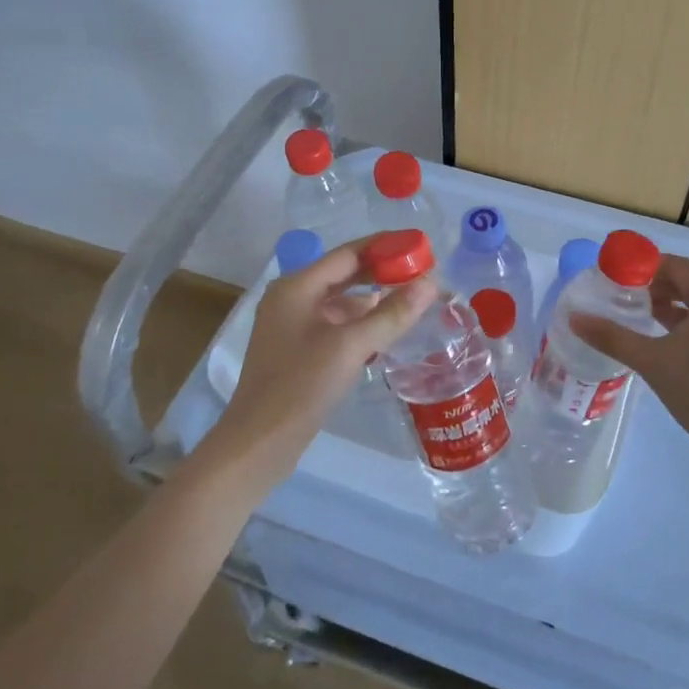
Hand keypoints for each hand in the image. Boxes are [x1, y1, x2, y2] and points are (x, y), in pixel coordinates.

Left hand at [204, 238, 435, 493]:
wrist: (259, 442)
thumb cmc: (301, 386)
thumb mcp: (350, 346)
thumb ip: (391, 314)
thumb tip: (430, 284)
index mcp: (297, 287)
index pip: (348, 253)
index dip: (386, 247)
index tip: (421, 246)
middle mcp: (292, 298)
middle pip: (344, 274)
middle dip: (383, 272)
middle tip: (424, 273)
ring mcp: (293, 326)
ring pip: (341, 302)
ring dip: (374, 300)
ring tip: (413, 301)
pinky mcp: (298, 351)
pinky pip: (336, 325)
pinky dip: (361, 323)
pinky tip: (386, 332)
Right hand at [569, 254, 688, 470]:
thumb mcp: (652, 361)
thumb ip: (612, 337)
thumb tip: (574, 318)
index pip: (677, 266)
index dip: (645, 266)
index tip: (615, 276)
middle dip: (654, 287)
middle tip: (621, 297)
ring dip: (668, 307)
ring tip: (637, 318)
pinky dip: (685, 324)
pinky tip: (663, 343)